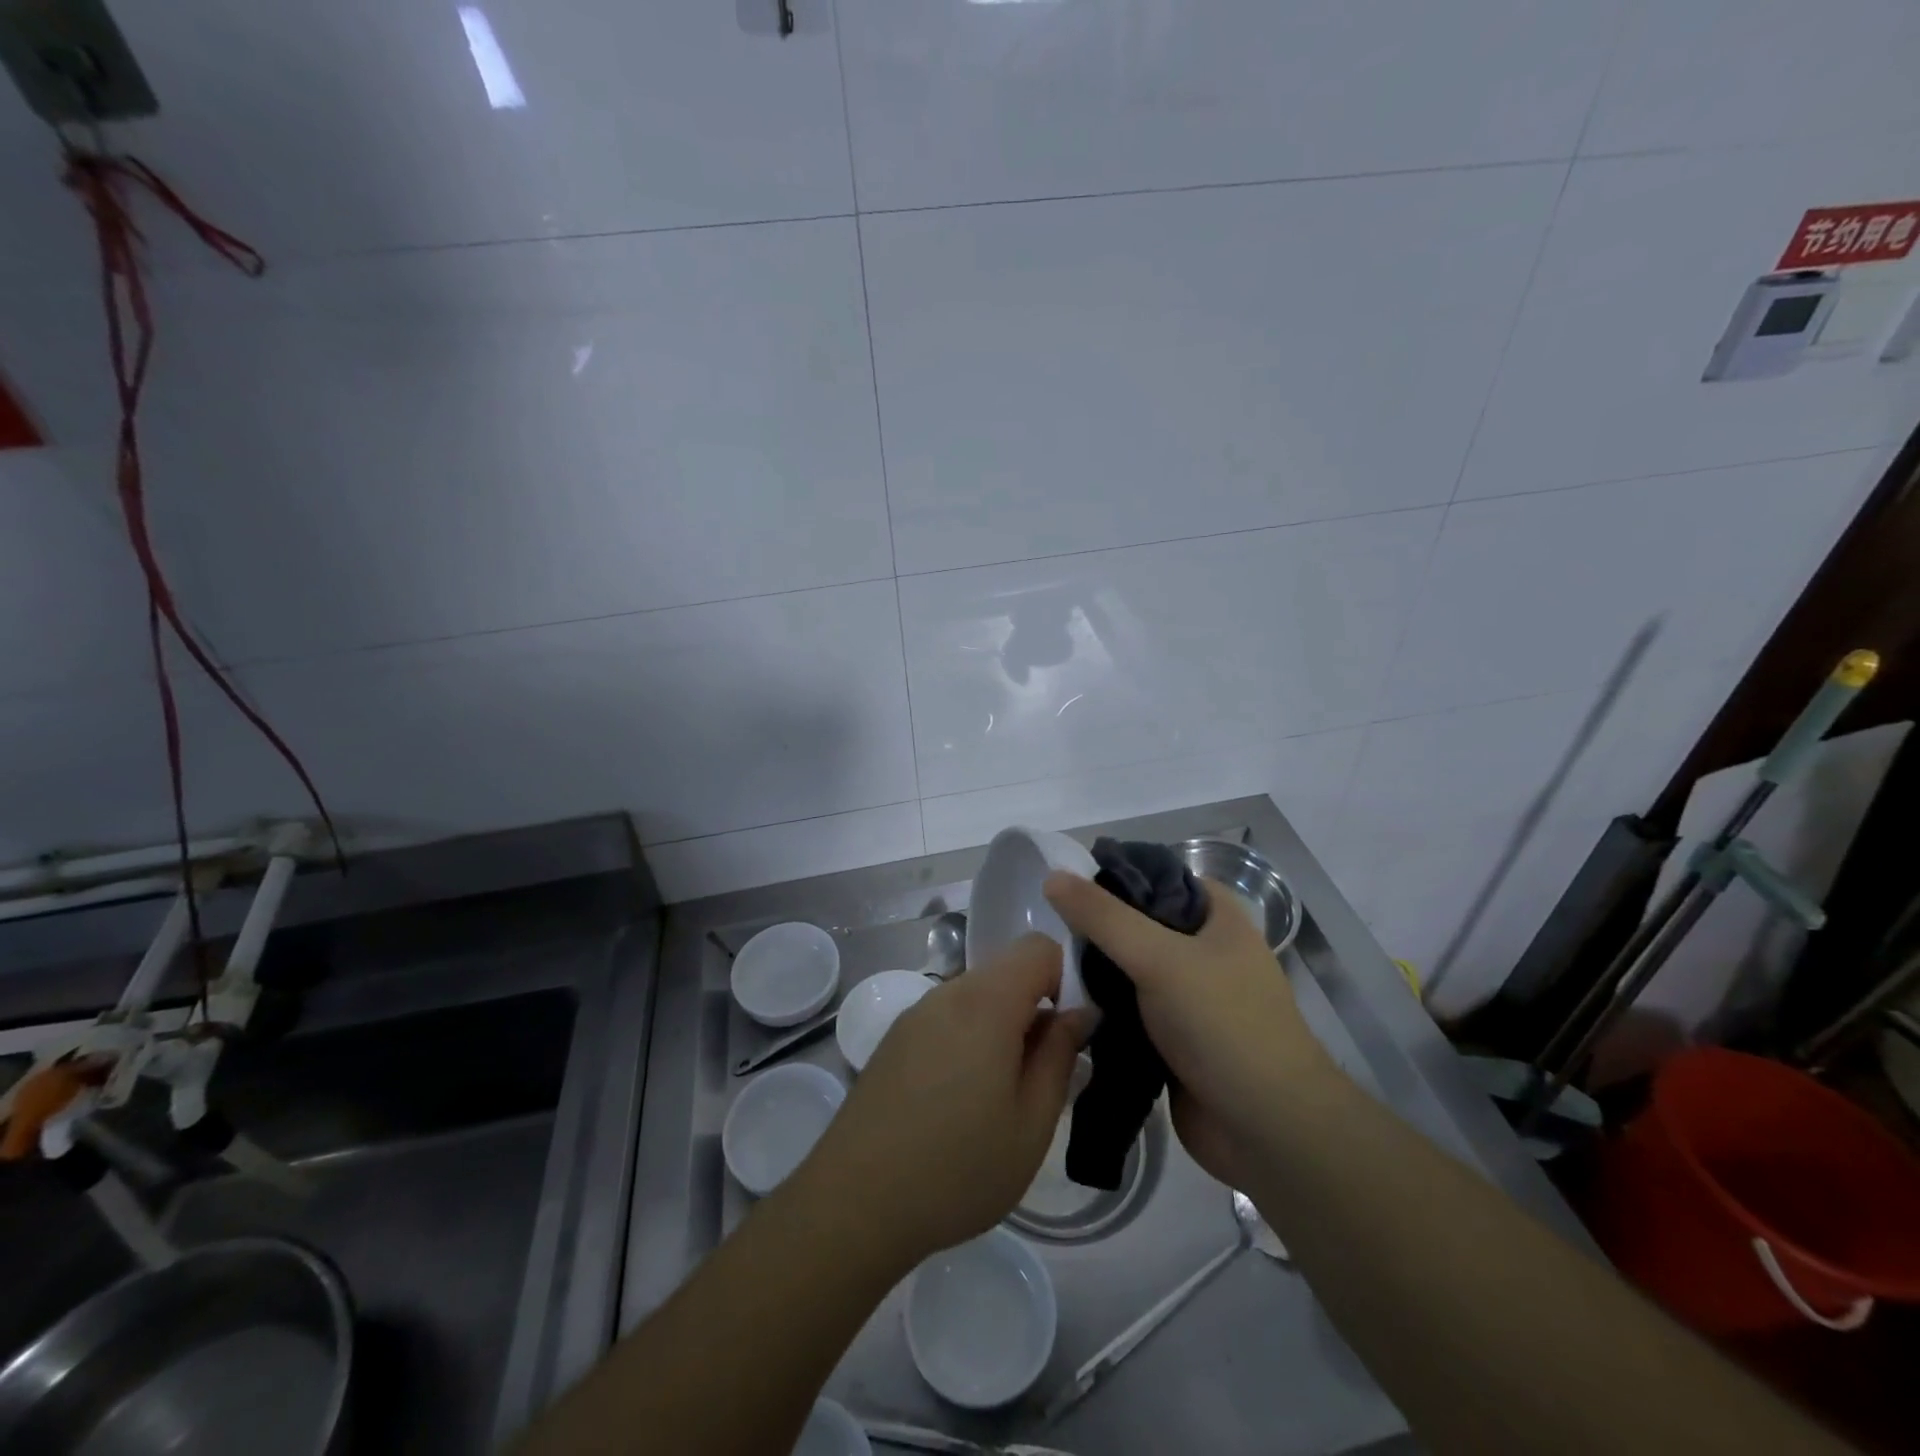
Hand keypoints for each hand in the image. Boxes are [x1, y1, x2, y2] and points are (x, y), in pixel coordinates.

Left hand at [800, 935, 1086, 1266]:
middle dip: (1035, 1008)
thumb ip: (1061, 1055)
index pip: (1039, 947)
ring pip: (978, 996)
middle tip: (1040, 1075)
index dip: (1066, 978)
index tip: (1070, 1032)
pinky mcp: (896, 1038)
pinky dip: (970, 1038)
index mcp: (985, 1002)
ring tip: (1001, 1095)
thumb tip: (1081, 1013)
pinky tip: (960, 1100)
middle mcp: (948, 992)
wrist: (855, 1203)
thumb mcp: (1032, 1123)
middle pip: (1007, 971)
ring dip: (1002, 1027)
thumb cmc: (957, 1168)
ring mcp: (916, 1014)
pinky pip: (949, 1017)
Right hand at [1043, 871, 1335, 1185]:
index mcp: (1216, 916)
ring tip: (1048, 967)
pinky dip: (1102, 1008)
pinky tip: (1066, 1007)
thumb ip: (1103, 917)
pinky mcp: (1174, 1038)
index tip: (1066, 887)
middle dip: (1097, 929)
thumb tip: (1053, 876)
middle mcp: (1204, 950)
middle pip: (1137, 923)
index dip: (1114, 877)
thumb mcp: (1159, 958)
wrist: (1267, 1130)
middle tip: (1048, 931)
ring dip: (1095, 972)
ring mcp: (1189, 997)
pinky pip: (1128, 1010)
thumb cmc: (1223, 1026)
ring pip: (1129, 969)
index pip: (1157, 877)